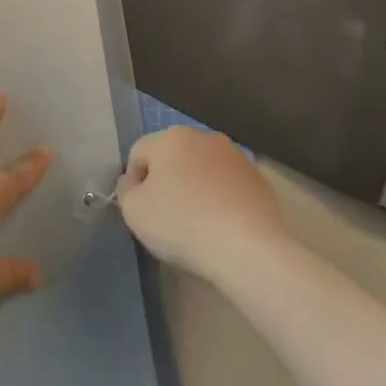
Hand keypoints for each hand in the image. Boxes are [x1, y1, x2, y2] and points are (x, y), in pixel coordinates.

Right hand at [116, 127, 288, 279]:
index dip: (133, 182)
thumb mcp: (134, 211)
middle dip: (166, 182)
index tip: (140, 210)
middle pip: (172, 158)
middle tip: (165, 216)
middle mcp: (204, 138)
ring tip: (195, 225)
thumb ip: (126, 190)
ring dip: (194, 190)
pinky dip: (219, 201)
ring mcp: (236, 157)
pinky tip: (220, 227)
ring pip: (202, 171)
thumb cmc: (182, 223)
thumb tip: (133, 182)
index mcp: (171, 138)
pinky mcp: (259, 180)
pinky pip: (227, 187)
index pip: (138, 153)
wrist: (250, 247)